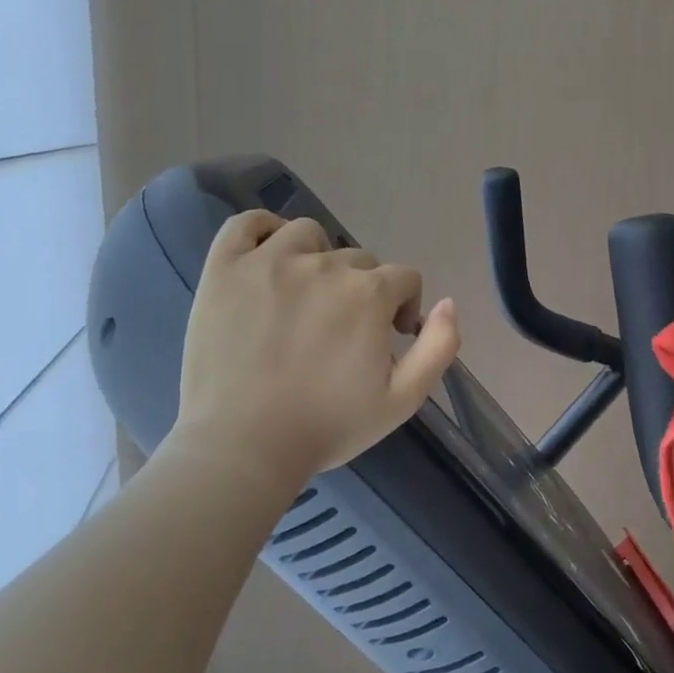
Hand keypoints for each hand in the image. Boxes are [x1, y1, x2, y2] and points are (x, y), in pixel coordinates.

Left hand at [165, 210, 460, 487]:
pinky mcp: (225, 269)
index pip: (404, 278)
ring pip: (309, 235)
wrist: (244, 447)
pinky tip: (269, 257)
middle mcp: (325, 265)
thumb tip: (448, 303)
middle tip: (342, 333)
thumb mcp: (404, 399)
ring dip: (319, 258)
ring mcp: (269, 262)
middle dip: (362, 291)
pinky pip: (246, 224)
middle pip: (359, 260)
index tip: (387, 340)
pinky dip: (263, 230)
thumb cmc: (329, 426)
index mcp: (370, 294)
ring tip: (306, 296)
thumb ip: (440, 347)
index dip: (404, 307)